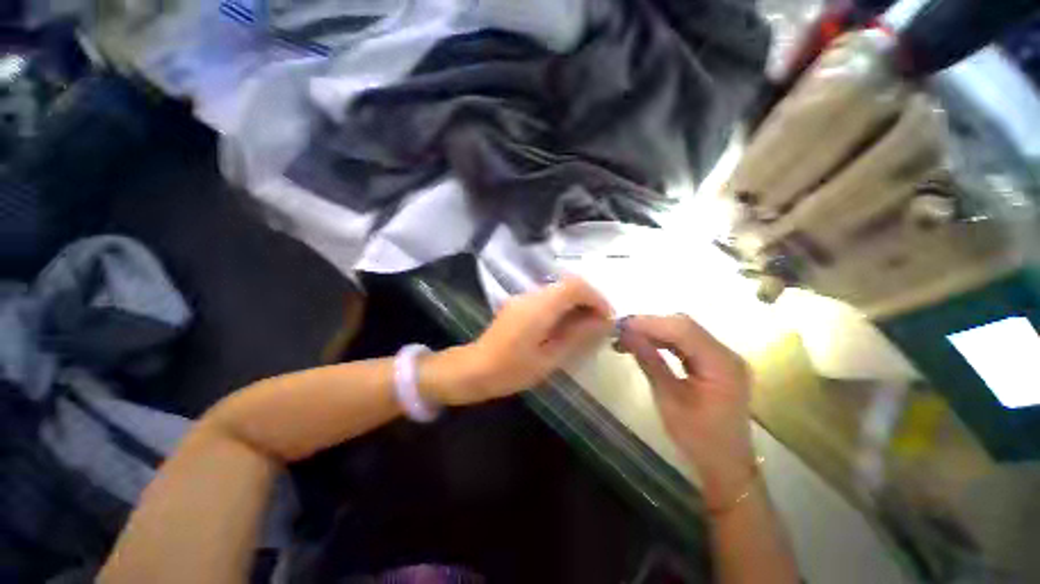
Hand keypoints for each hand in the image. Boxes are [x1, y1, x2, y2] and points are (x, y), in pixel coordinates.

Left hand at [437, 276, 612, 404]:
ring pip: (558, 290)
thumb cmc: (511, 370)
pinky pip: (548, 298)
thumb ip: (577, 337)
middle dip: (589, 300)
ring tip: (585, 327)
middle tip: (598, 324)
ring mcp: (523, 298)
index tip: (607, 318)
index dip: (596, 298)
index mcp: (539, 307)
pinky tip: (565, 327)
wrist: (474, 368)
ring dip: (576, 303)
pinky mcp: (519, 304)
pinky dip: (563, 307)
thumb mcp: (549, 359)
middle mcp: (531, 295)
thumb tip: (602, 322)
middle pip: (568, 284)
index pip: (575, 286)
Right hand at [618, 315, 755, 506]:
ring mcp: (722, 357)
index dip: (650, 323)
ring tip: (627, 336)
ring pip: (684, 331)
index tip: (621, 325)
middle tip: (621, 330)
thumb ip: (650, 362)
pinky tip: (645, 344)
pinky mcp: (714, 362)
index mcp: (722, 365)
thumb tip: (627, 335)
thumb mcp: (669, 400)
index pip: (683, 330)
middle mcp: (726, 354)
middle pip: (684, 326)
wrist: (726, 465)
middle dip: (650, 324)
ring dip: (654, 331)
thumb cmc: (699, 439)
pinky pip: (686, 343)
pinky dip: (663, 340)